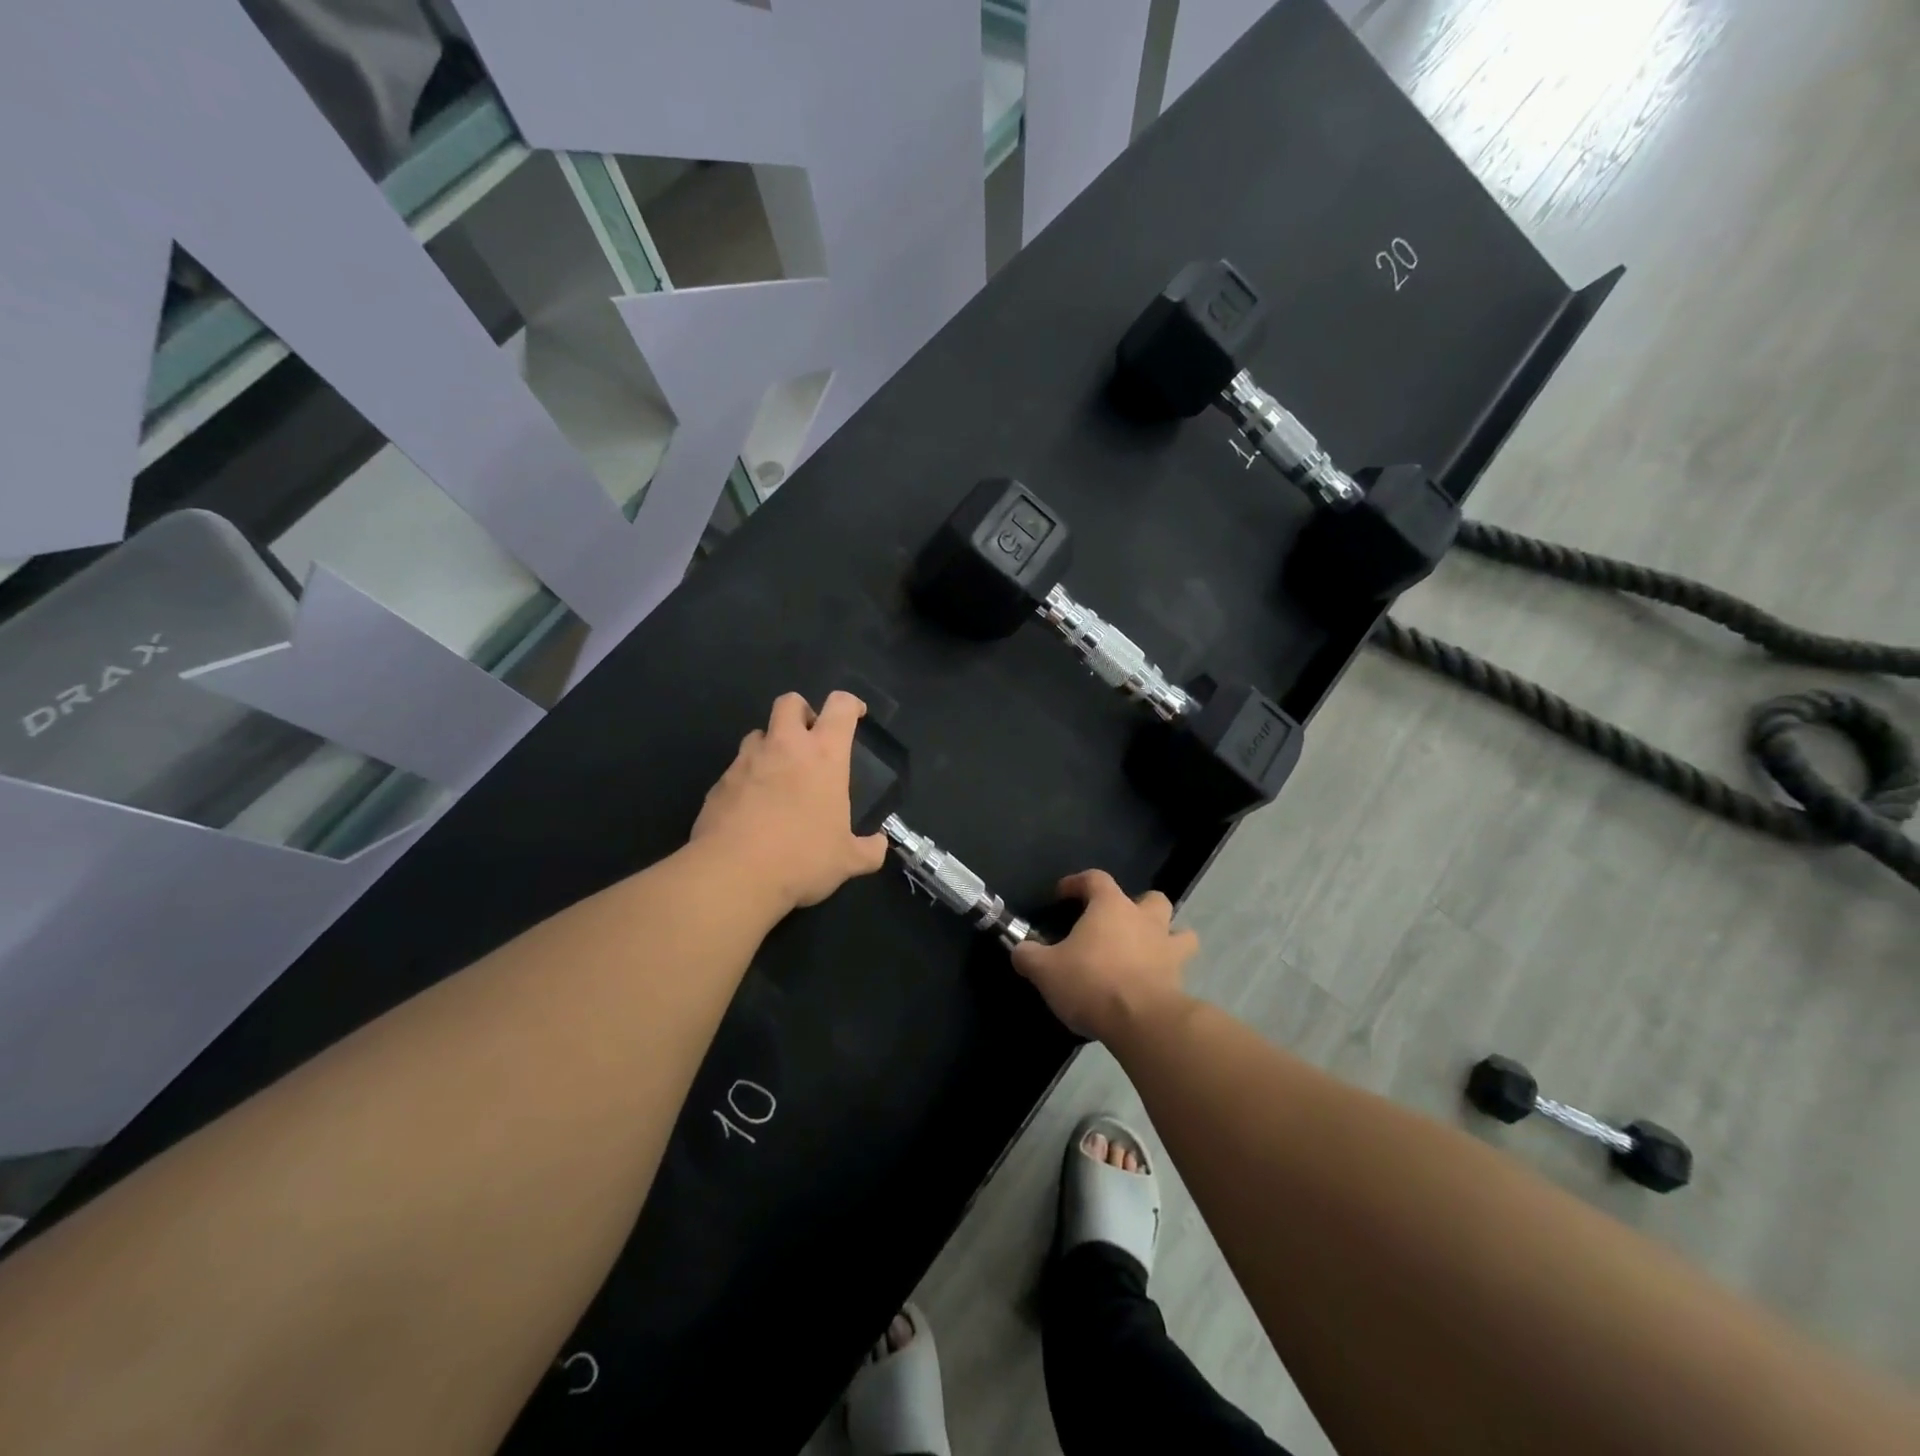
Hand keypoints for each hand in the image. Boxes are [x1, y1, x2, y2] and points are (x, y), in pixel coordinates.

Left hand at [690, 691, 888, 913]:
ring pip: (758, 734)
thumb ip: (869, 850)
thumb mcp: (847, 860)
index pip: (839, 707)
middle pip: (790, 703)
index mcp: (824, 755)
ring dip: (771, 745)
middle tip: (810, 738)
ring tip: (779, 775)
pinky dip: (748, 778)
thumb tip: (879, 845)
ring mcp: (746, 762)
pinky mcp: (719, 783)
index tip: (855, 713)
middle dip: (802, 712)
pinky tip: (753, 808)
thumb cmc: (802, 858)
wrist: (734, 874)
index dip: (849, 704)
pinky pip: (736, 769)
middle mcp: (784, 747)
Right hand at [1009, 870, 1197, 1041]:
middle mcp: (1145, 920)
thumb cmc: (1091, 982)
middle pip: (1151, 899)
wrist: (1141, 1022)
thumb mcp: (1046, 970)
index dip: (1078, 882)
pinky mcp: (1181, 981)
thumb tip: (1020, 950)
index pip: (1096, 879)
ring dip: (1166, 937)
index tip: (1063, 894)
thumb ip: (1028, 955)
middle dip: (1137, 906)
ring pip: (1179, 933)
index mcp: (1111, 906)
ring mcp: (1168, 950)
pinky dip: (1168, 973)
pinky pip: (1180, 969)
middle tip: (1116, 924)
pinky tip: (1151, 985)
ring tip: (1147, 952)